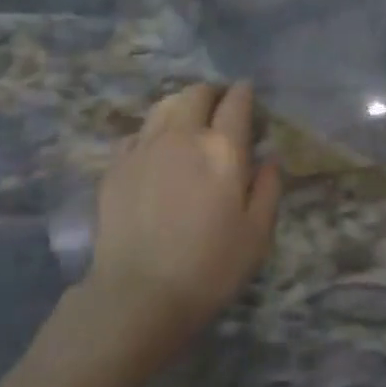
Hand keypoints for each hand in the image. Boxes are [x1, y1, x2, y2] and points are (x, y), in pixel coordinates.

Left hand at [83, 81, 280, 370]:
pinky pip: (138, 133)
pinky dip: (153, 132)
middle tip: (220, 108)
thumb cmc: (209, 268)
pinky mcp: (116, 165)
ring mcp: (144, 147)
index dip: (245, 93)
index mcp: (222, 148)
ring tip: (188, 121)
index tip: (248, 96)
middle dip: (213, 94)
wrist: (139, 293)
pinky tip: (156, 151)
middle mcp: (182, 135)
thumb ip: (268, 189)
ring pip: (163, 105)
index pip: (236, 102)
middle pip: (197, 93)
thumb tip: (270, 158)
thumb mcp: (257, 235)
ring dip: (182, 105)